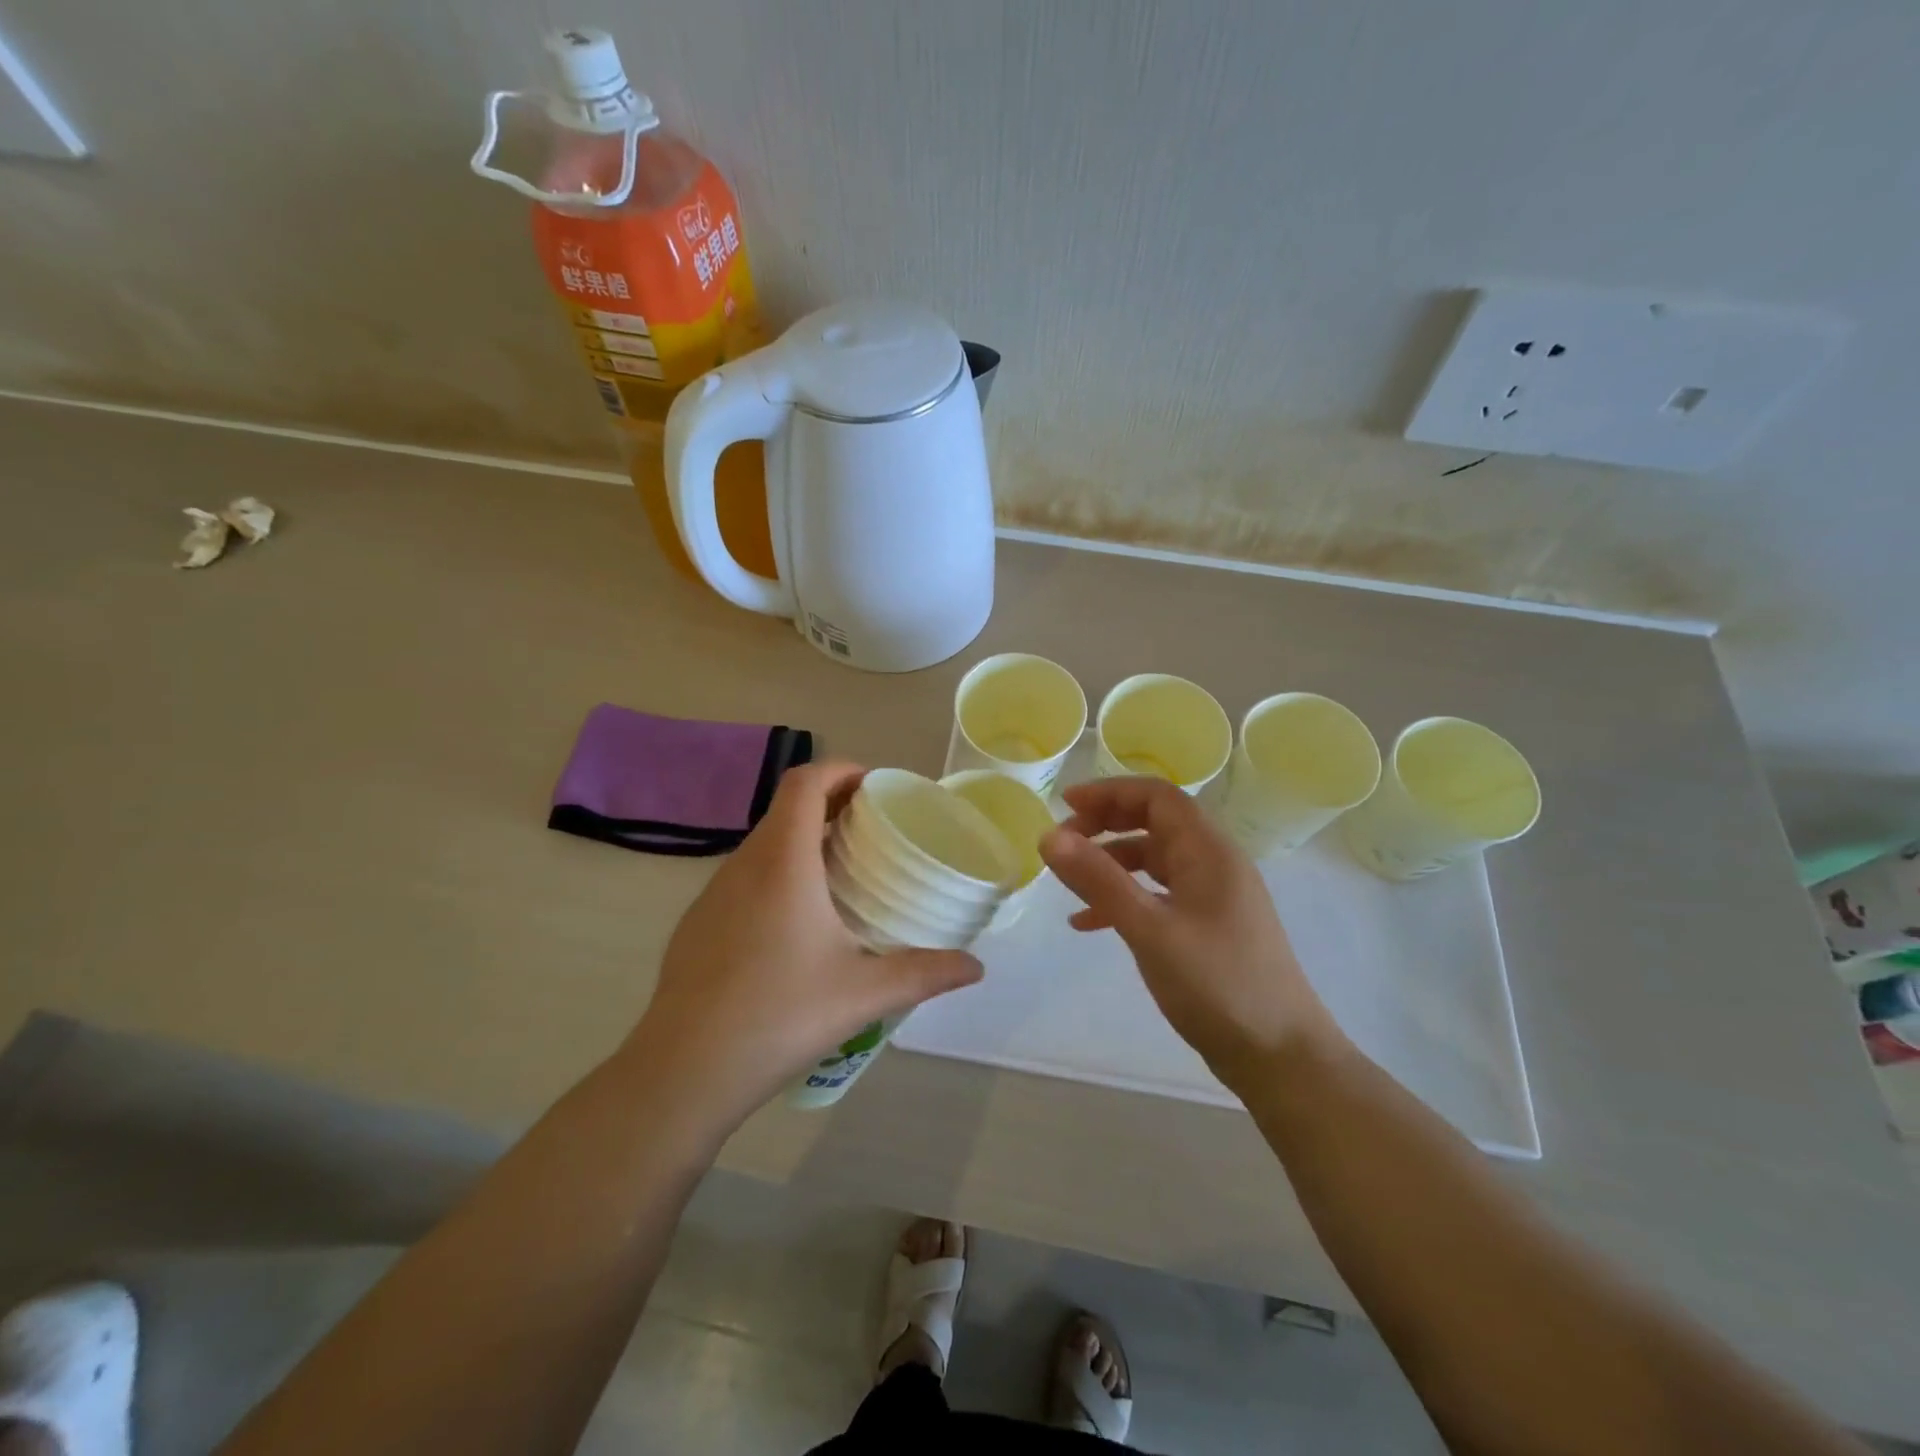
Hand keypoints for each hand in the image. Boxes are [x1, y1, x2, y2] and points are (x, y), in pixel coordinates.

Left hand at [627, 762, 982, 1126]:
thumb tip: (975, 968)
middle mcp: (744, 864)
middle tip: (870, 831)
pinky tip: (794, 924)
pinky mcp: (697, 922)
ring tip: (839, 874)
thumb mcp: (863, 993)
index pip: (804, 783)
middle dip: (829, 804)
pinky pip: (743, 877)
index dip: (839, 770)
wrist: (684, 1070)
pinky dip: (775, 873)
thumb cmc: (779, 1015)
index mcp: (783, 862)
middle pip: (785, 808)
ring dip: (800, 840)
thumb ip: (924, 973)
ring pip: (762, 844)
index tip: (873, 787)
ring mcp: (713, 893)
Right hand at [1039, 776, 1338, 1087]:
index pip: (1157, 796)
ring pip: (1154, 860)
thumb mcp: (1149, 929)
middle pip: (1155, 822)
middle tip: (1063, 842)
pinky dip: (1124, 899)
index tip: (1065, 805)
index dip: (1109, 792)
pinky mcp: (1209, 927)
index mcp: (1209, 850)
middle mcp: (1215, 863)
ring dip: (1111, 863)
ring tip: (1069, 883)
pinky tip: (1089, 924)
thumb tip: (1049, 836)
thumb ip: (1099, 880)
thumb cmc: (1216, 984)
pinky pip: (1159, 895)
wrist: (1280, 1056)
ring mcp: (1214, 896)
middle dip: (1106, 824)